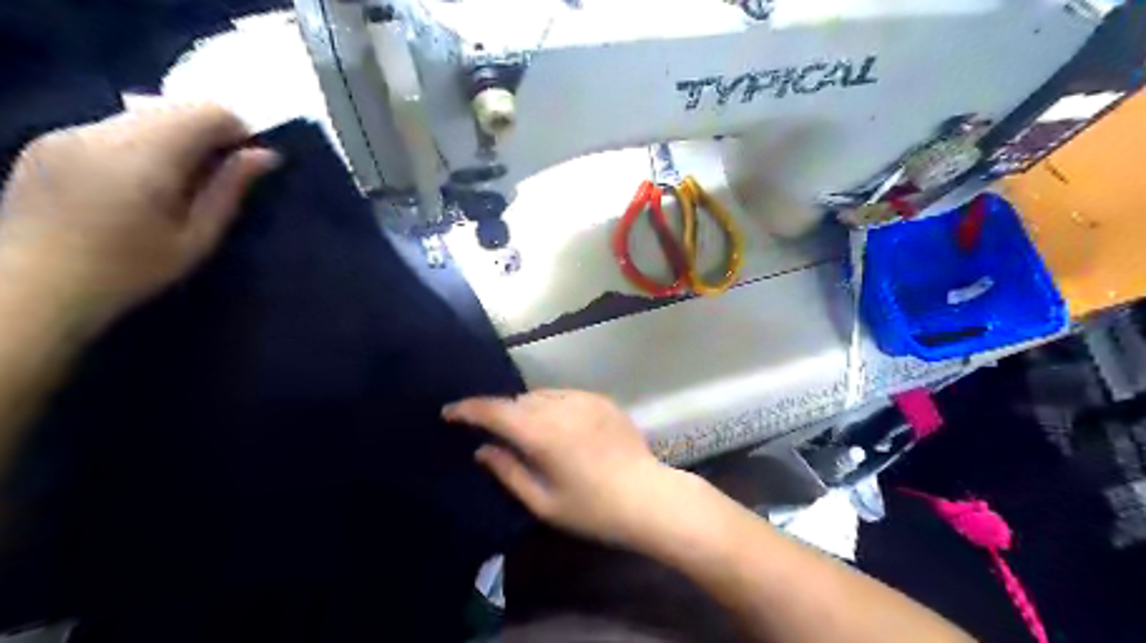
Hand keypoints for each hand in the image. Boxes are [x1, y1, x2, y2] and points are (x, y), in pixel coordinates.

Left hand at [0, 103, 276, 335]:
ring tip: (178, 181)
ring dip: (172, 137)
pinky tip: (137, 183)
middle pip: (172, 108)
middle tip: (220, 172)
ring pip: (141, 116)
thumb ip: (229, 189)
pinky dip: (139, 143)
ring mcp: (69, 133)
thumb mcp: (197, 237)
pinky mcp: (48, 141)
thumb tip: (265, 155)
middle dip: (205, 131)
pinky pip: (112, 128)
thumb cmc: (132, 269)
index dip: (236, 127)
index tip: (249, 157)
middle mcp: (103, 132)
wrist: (35, 285)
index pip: (204, 112)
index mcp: (145, 157)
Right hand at [444, 389, 697, 548]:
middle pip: (518, 400)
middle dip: (500, 412)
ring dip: (527, 408)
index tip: (449, 412)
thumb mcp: (543, 501)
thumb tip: (482, 450)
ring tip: (527, 429)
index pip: (494, 410)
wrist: (648, 497)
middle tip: (492, 432)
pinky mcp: (602, 399)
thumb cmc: (592, 508)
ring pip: (541, 395)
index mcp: (541, 432)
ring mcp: (584, 399)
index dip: (468, 409)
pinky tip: (559, 425)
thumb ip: (508, 472)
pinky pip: (565, 396)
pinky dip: (552, 405)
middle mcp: (559, 406)